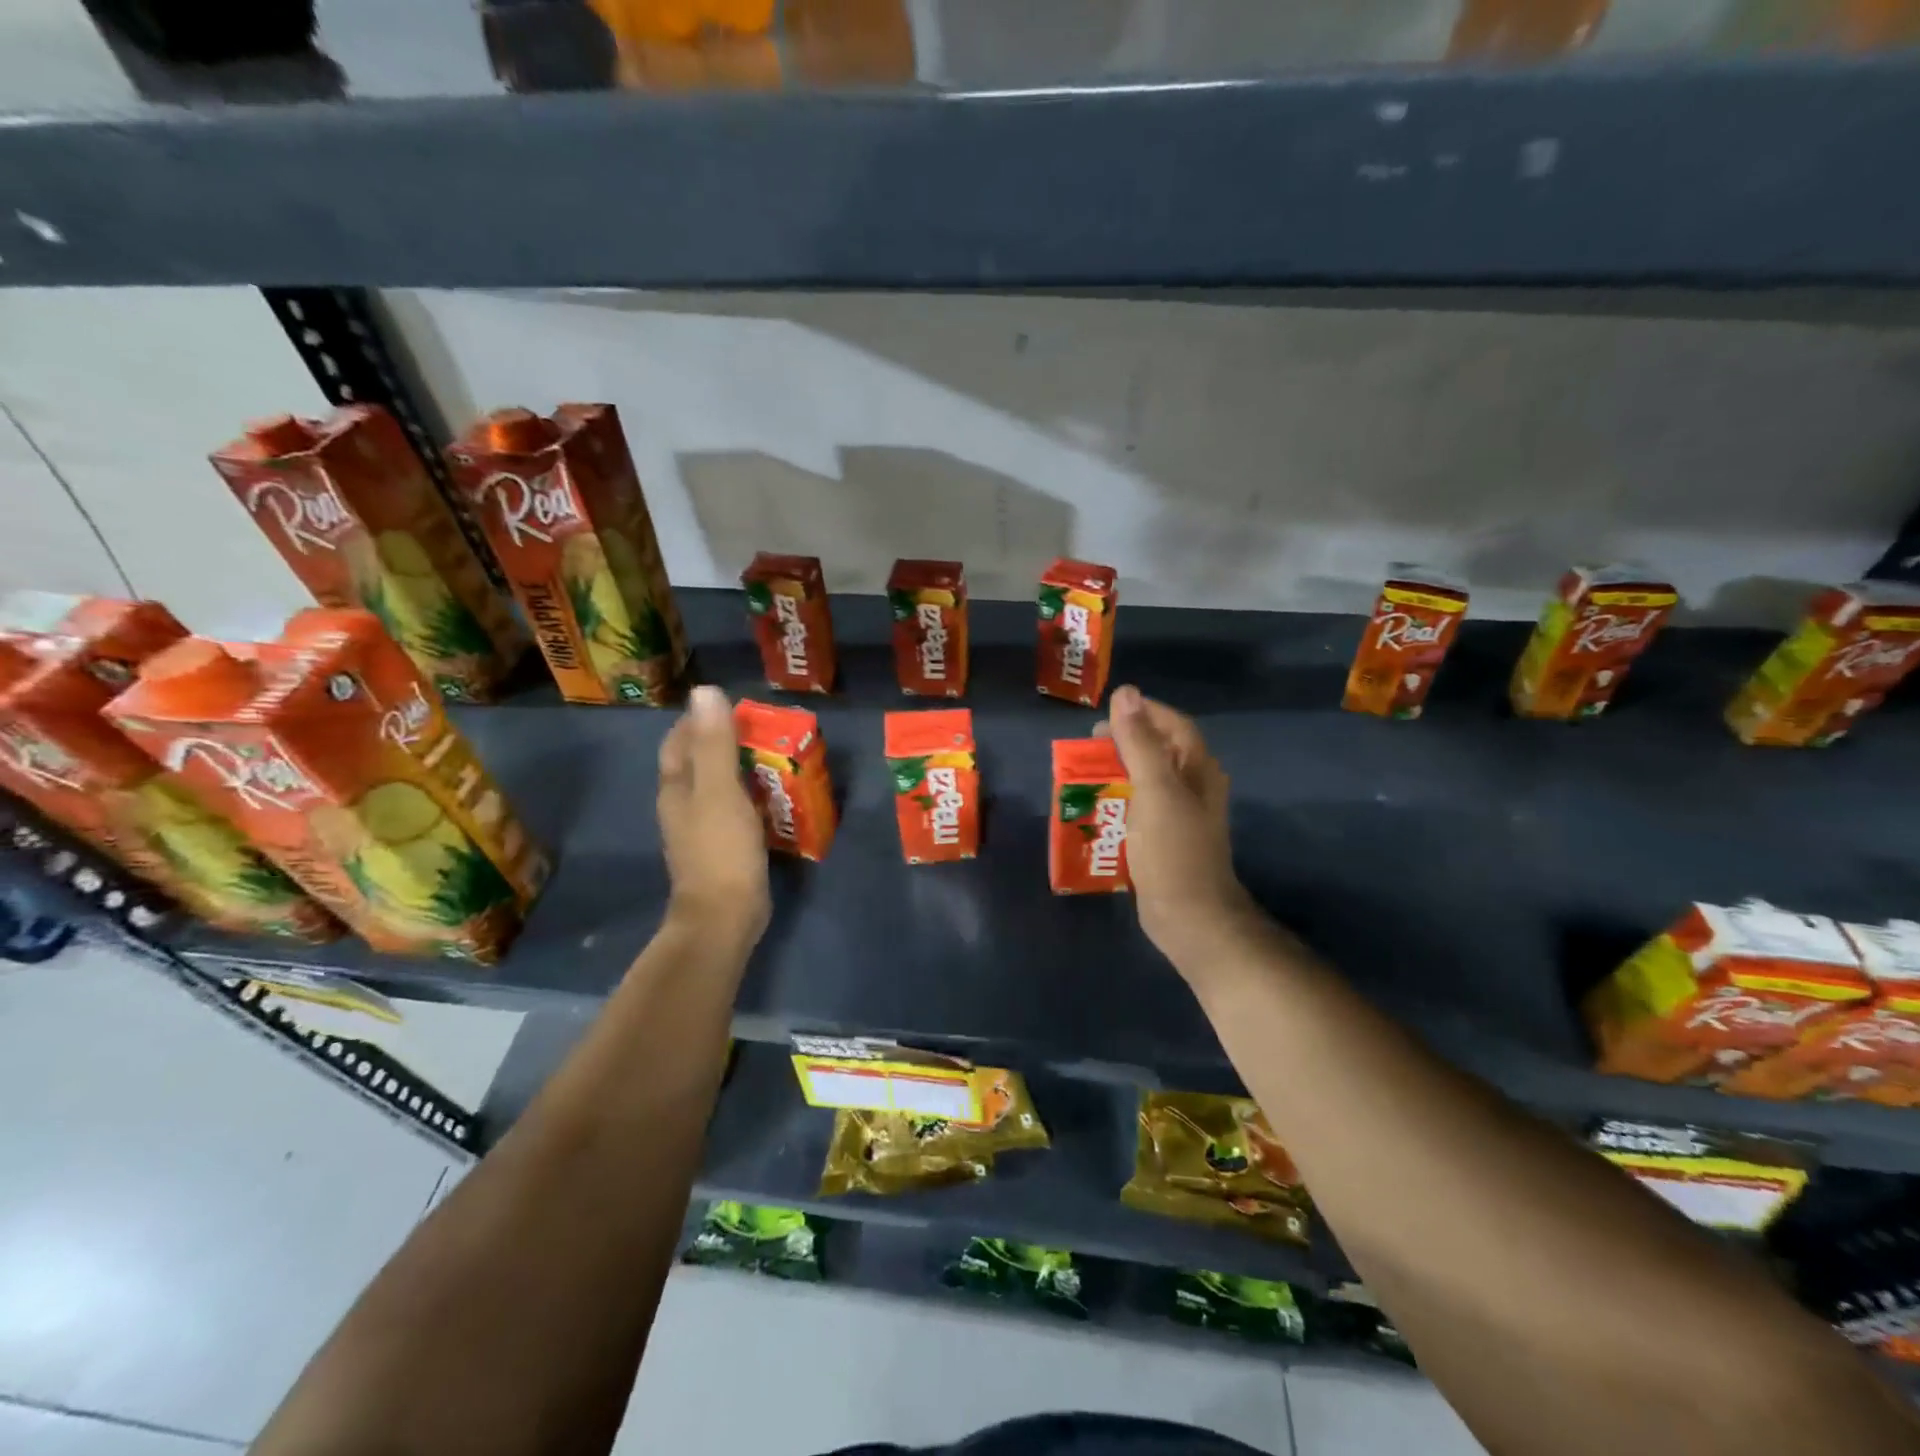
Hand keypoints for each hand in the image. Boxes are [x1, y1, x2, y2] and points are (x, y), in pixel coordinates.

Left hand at [656, 685, 770, 944]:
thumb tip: (705, 691)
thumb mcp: (720, 791)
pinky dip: (751, 796)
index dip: (702, 720)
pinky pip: (734, 810)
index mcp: (676, 787)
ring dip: (741, 769)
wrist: (724, 917)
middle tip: (765, 731)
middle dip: (725, 742)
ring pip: (717, 786)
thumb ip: (714, 743)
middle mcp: (682, 804)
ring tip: (775, 758)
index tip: (737, 709)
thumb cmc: (721, 850)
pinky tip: (774, 797)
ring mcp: (701, 828)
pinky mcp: (721, 847)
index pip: (680, 740)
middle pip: (699, 761)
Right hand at [1098, 685, 1258, 967]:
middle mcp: (1194, 787)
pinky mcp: (1165, 838)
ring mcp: (1180, 815)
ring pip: (1149, 778)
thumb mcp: (1155, 790)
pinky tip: (1098, 807)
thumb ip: (1139, 742)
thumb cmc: (1174, 850)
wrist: (1190, 917)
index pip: (1173, 724)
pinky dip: (1120, 798)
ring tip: (1086, 771)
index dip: (1143, 712)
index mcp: (1198, 769)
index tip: (1106, 713)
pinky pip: (1141, 805)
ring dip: (1120, 769)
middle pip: (1160, 749)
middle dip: (1126, 740)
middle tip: (1089, 744)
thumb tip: (1125, 693)